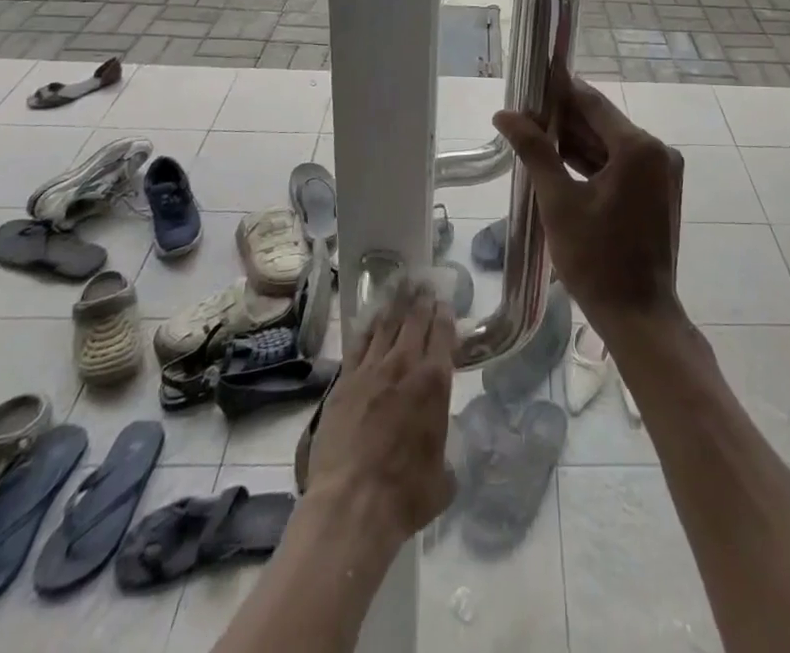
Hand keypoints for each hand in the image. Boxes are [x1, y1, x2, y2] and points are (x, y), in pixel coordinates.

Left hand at [303, 279, 456, 544]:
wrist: (351, 505)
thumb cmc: (405, 495)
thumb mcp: (442, 478)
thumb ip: (445, 456)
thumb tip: (443, 459)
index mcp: (435, 382)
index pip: (443, 333)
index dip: (445, 315)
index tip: (445, 303)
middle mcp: (405, 365)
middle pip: (415, 320)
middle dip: (421, 300)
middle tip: (424, 285)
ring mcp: (370, 370)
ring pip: (386, 325)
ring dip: (396, 305)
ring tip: (401, 288)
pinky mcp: (343, 382)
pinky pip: (358, 344)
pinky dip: (368, 327)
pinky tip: (371, 319)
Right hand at [495, 73, 683, 335]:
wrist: (639, 317)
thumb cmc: (596, 259)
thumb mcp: (559, 202)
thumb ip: (535, 151)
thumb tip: (504, 115)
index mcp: (639, 148)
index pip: (593, 104)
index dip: (561, 88)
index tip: (534, 75)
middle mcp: (657, 152)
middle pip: (603, 124)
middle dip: (564, 116)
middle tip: (525, 106)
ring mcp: (661, 173)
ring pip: (610, 146)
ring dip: (575, 140)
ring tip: (534, 128)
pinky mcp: (658, 193)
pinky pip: (620, 166)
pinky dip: (592, 162)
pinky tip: (559, 158)